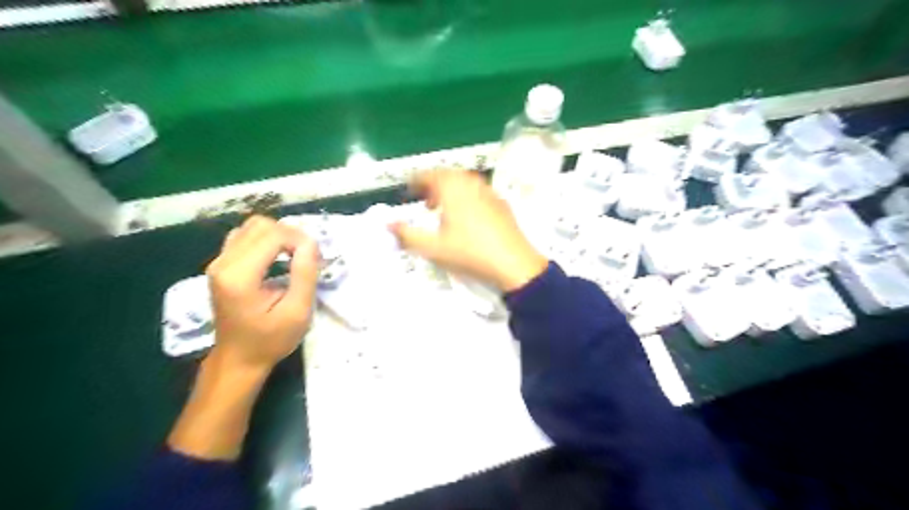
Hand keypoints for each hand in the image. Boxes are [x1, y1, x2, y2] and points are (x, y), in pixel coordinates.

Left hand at [204, 215, 318, 373]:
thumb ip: (304, 274)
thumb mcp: (297, 312)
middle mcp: (223, 263)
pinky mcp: (221, 264)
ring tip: (294, 256)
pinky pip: (245, 236)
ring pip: (252, 227)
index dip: (300, 240)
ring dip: (279, 236)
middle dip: (291, 235)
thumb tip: (311, 243)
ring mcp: (218, 262)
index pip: (273, 235)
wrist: (238, 359)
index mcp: (239, 276)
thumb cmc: (270, 340)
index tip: (316, 259)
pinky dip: (267, 240)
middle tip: (307, 257)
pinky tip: (278, 257)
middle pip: (261, 225)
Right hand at [391, 169, 545, 293]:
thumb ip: (407, 235)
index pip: (429, 174)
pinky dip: (467, 197)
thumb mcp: (433, 248)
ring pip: (465, 182)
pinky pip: (479, 192)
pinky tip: (468, 218)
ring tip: (445, 210)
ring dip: (451, 191)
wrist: (513, 264)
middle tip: (425, 202)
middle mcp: (471, 183)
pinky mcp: (502, 204)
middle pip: (448, 175)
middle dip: (433, 185)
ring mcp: (490, 192)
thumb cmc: (469, 253)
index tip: (408, 191)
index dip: (416, 181)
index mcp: (453, 188)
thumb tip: (387, 224)